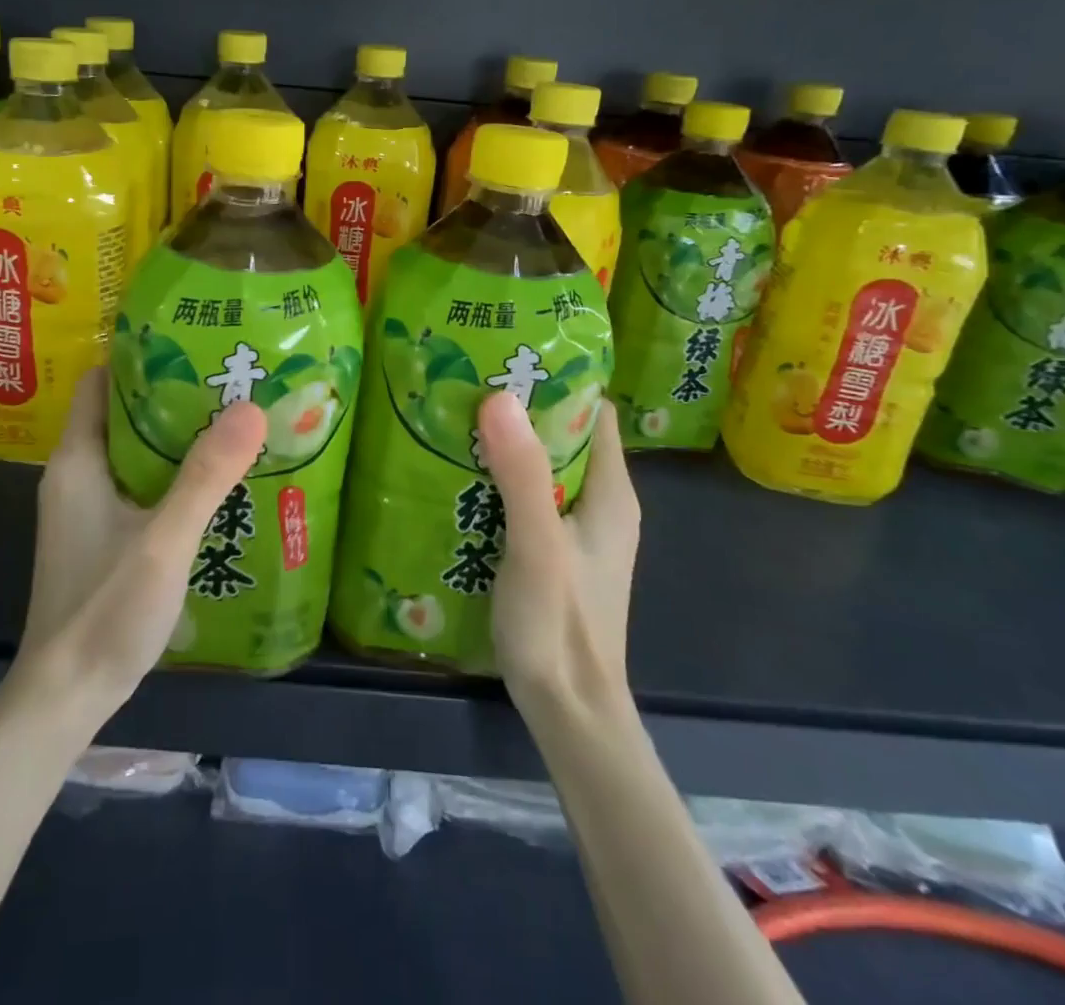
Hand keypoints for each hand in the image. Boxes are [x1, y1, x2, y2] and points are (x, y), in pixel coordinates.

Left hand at [20, 371, 267, 717]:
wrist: (65, 697)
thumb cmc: (105, 610)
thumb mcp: (163, 540)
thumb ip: (206, 476)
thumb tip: (250, 407)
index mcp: (78, 460)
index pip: (99, 382)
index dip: (139, 357)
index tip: (192, 343)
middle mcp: (77, 475)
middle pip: (122, 413)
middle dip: (171, 394)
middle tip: (228, 379)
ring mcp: (88, 509)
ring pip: (133, 451)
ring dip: (175, 436)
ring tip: (231, 420)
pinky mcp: (102, 536)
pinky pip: (139, 485)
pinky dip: (171, 473)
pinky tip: (214, 481)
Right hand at [477, 391, 640, 718]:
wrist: (568, 711)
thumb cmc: (561, 626)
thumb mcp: (537, 545)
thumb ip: (521, 474)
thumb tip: (499, 396)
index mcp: (611, 492)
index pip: (591, 411)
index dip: (557, 379)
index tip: (506, 355)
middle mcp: (599, 503)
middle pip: (562, 434)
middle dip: (519, 407)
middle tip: (465, 381)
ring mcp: (574, 529)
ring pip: (540, 466)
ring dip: (504, 443)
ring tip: (453, 416)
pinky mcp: (551, 550)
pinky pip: (525, 496)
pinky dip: (497, 478)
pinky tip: (457, 473)